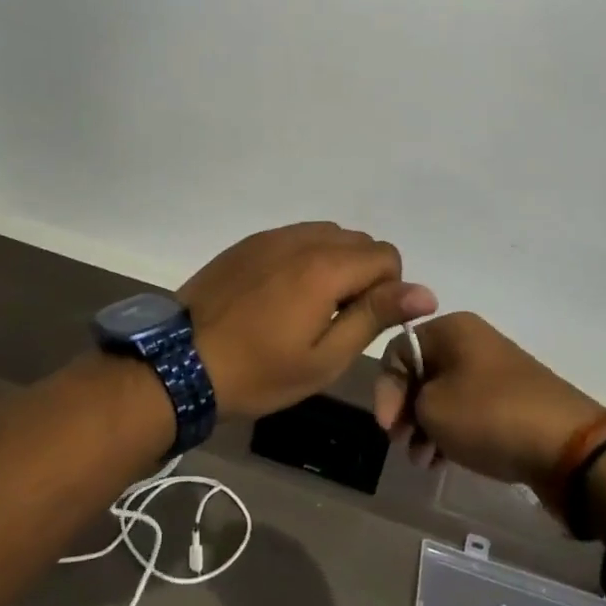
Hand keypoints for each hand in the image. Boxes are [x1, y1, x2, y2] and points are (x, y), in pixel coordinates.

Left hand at [180, 223, 436, 418]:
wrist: (180, 362)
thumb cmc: (259, 371)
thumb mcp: (325, 358)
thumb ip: (374, 316)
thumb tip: (424, 291)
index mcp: (325, 266)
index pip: (386, 255)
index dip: (388, 289)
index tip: (362, 322)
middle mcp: (301, 239)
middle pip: (358, 240)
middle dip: (364, 274)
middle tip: (336, 319)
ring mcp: (270, 237)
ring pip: (327, 234)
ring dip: (335, 263)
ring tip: (310, 307)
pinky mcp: (247, 243)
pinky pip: (295, 237)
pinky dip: (305, 257)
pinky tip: (281, 295)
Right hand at [374, 313, 605, 492]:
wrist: (569, 447)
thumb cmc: (489, 416)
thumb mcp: (431, 407)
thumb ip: (407, 401)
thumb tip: (416, 407)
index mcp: (452, 329)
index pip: (398, 350)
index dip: (386, 389)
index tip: (387, 428)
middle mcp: (473, 342)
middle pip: (421, 373)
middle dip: (406, 411)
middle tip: (402, 445)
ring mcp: (495, 373)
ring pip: (444, 396)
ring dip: (426, 427)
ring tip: (424, 461)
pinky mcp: (512, 402)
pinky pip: (468, 412)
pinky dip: (452, 433)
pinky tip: (444, 461)